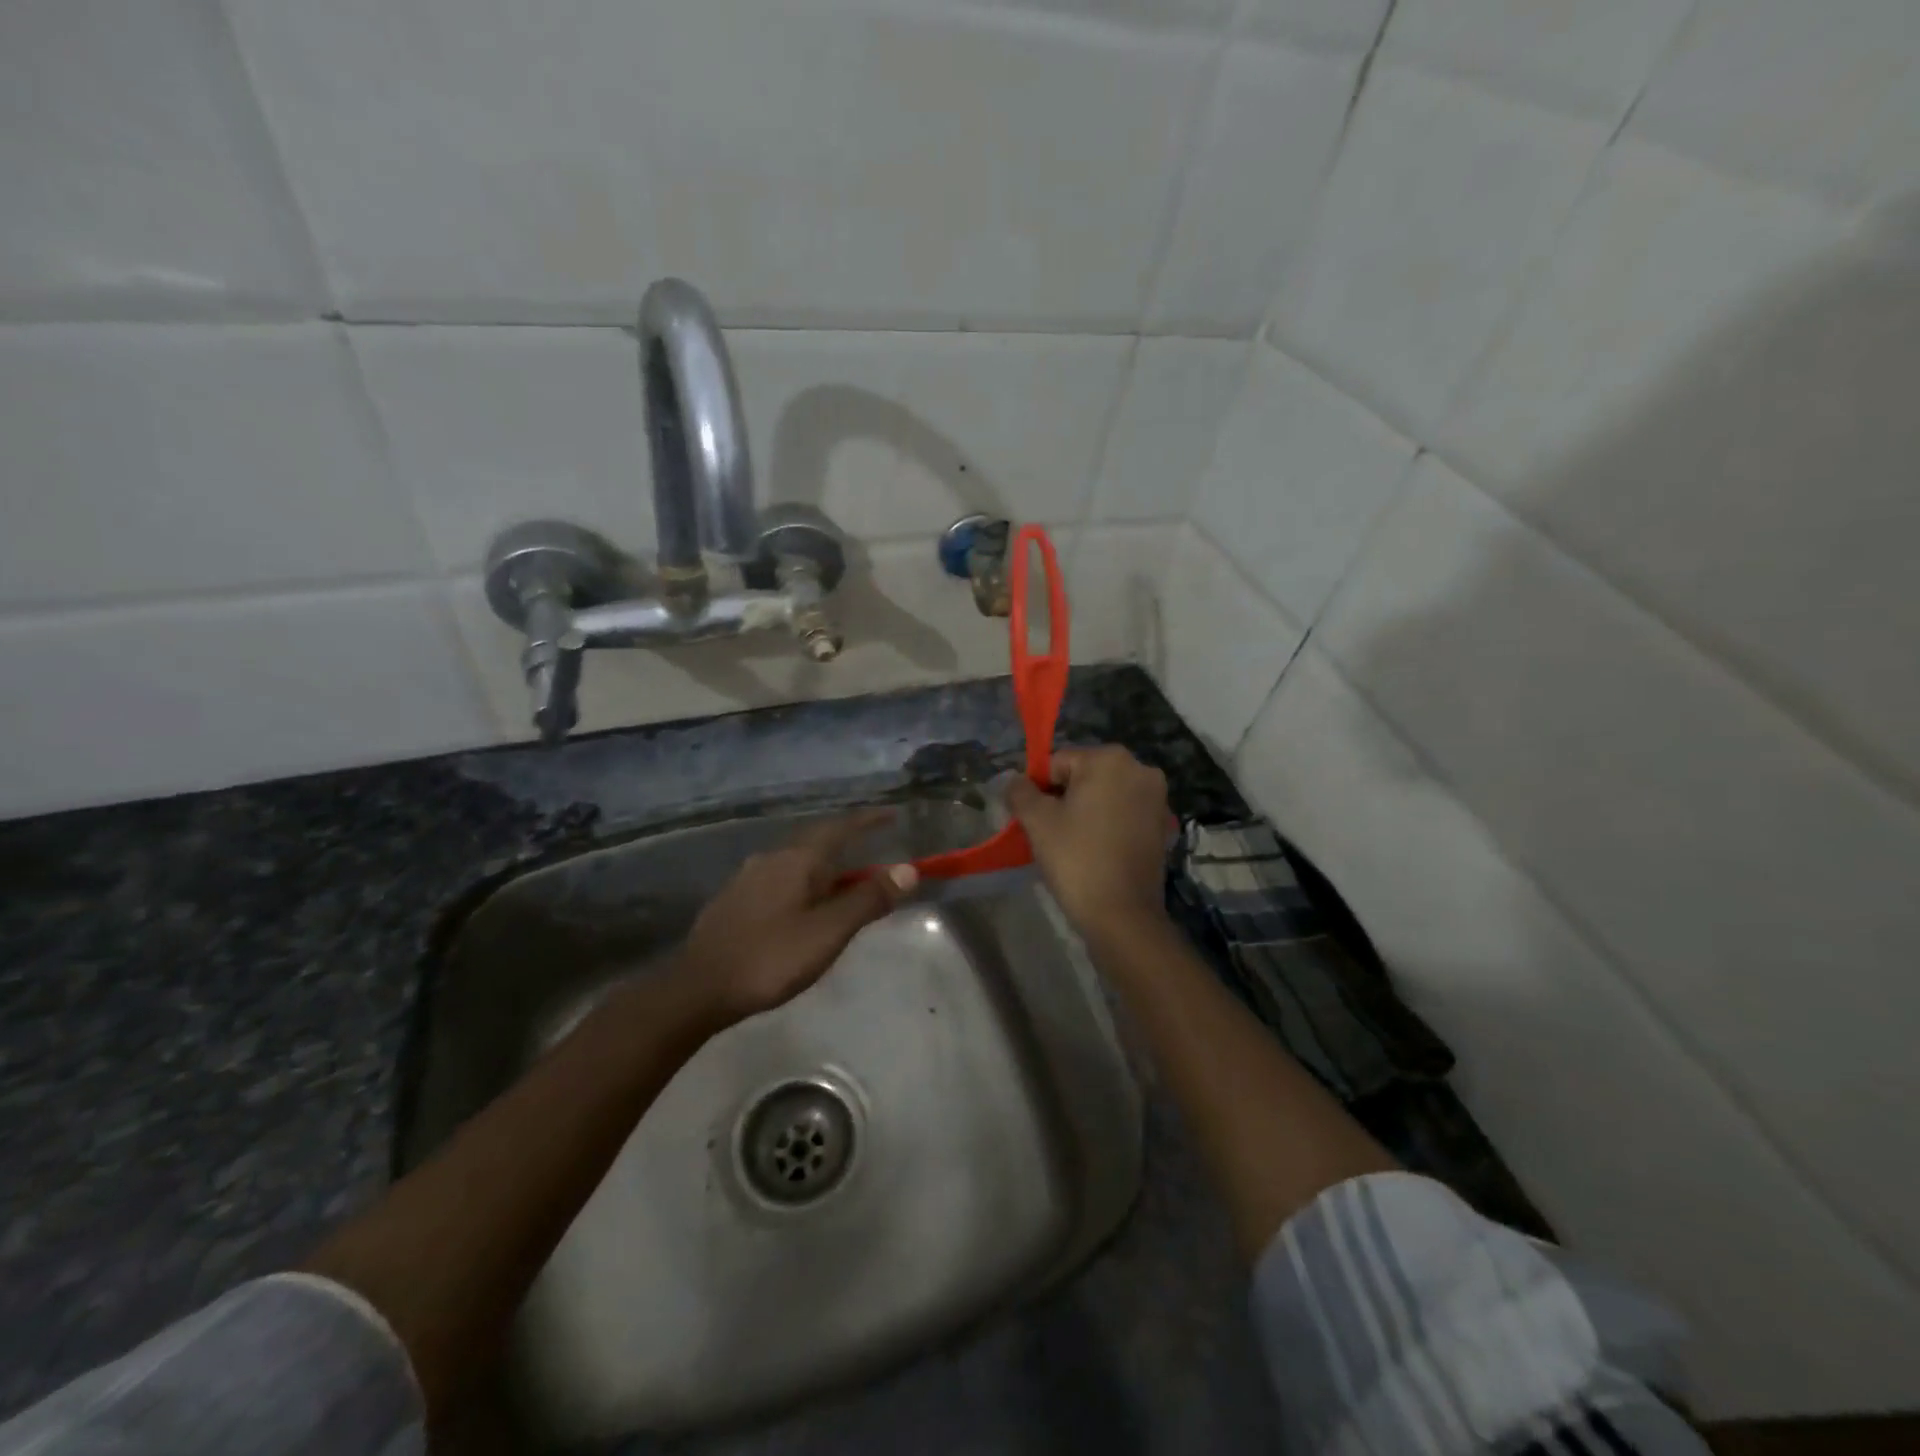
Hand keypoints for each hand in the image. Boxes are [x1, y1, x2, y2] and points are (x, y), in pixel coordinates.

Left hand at [670, 812, 917, 1024]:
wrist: (697, 989)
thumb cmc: (770, 958)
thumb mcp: (828, 932)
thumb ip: (868, 900)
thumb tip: (907, 869)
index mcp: (797, 859)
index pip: (840, 828)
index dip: (869, 821)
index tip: (892, 815)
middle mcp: (771, 859)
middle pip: (817, 843)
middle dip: (847, 846)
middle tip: (873, 857)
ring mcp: (747, 879)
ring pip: (796, 864)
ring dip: (824, 870)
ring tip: (843, 888)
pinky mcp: (734, 901)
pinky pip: (780, 881)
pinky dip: (803, 886)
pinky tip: (803, 910)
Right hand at [1005, 746, 1169, 936]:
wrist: (1122, 915)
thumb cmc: (1077, 859)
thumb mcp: (1037, 821)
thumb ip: (1020, 791)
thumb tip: (1015, 780)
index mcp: (1110, 759)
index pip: (1058, 762)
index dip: (1040, 789)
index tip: (1034, 820)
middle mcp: (1140, 769)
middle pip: (1084, 776)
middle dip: (1064, 798)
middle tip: (1051, 833)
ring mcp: (1157, 798)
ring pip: (1105, 796)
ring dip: (1086, 812)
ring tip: (1072, 844)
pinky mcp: (1162, 825)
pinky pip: (1123, 815)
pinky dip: (1107, 825)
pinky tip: (1096, 851)